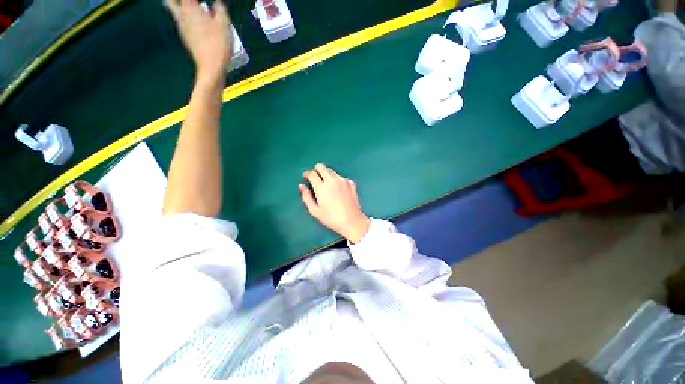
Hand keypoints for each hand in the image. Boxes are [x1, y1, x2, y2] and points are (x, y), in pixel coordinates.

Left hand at [167, 0, 231, 81]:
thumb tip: (217, 3)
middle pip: (171, 2)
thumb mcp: (224, 24)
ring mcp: (182, 29)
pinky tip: (198, 25)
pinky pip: (183, 25)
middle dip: (176, 1)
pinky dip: (188, 21)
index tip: (201, 2)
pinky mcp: (186, 39)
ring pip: (176, 13)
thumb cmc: (218, 43)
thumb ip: (220, 10)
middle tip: (188, 4)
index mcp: (191, 8)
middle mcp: (182, 16)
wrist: (211, 67)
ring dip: (182, 9)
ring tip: (193, 10)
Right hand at [299, 164, 370, 242]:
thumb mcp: (315, 211)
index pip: (312, 174)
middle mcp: (332, 181)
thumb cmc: (331, 218)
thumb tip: (301, 186)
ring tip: (326, 185)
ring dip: (326, 174)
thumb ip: (306, 197)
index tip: (306, 177)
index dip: (307, 174)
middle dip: (316, 170)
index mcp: (322, 187)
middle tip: (315, 178)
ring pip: (331, 171)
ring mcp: (343, 181)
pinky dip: (336, 180)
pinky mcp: (351, 183)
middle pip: (322, 167)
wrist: (352, 221)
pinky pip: (341, 177)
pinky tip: (337, 189)